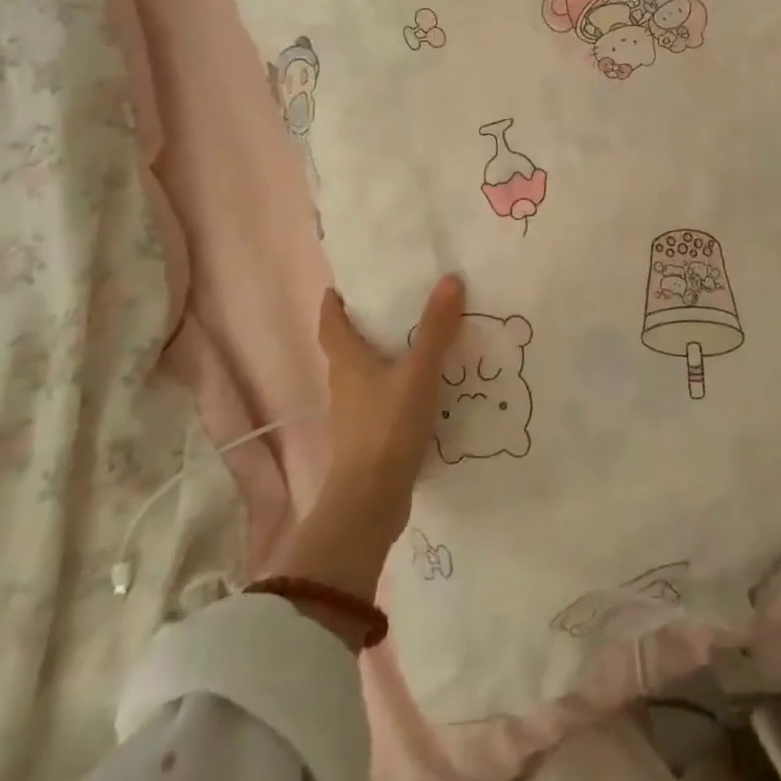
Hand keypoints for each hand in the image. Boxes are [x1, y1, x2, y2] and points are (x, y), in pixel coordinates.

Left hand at [281, 276, 463, 601]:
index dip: (334, 303)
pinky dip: (395, 389)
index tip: (342, 286)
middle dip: (364, 327)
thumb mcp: (418, 372)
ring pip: (364, 377)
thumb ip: (435, 329)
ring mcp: (353, 416)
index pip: (330, 324)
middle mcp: (343, 385)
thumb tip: (450, 279)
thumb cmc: (387, 427)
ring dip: (381, 360)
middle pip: (346, 349)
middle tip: (394, 307)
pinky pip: (380, 402)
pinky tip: (421, 391)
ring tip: (416, 345)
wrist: (370, 501)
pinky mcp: (367, 439)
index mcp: (347, 363)